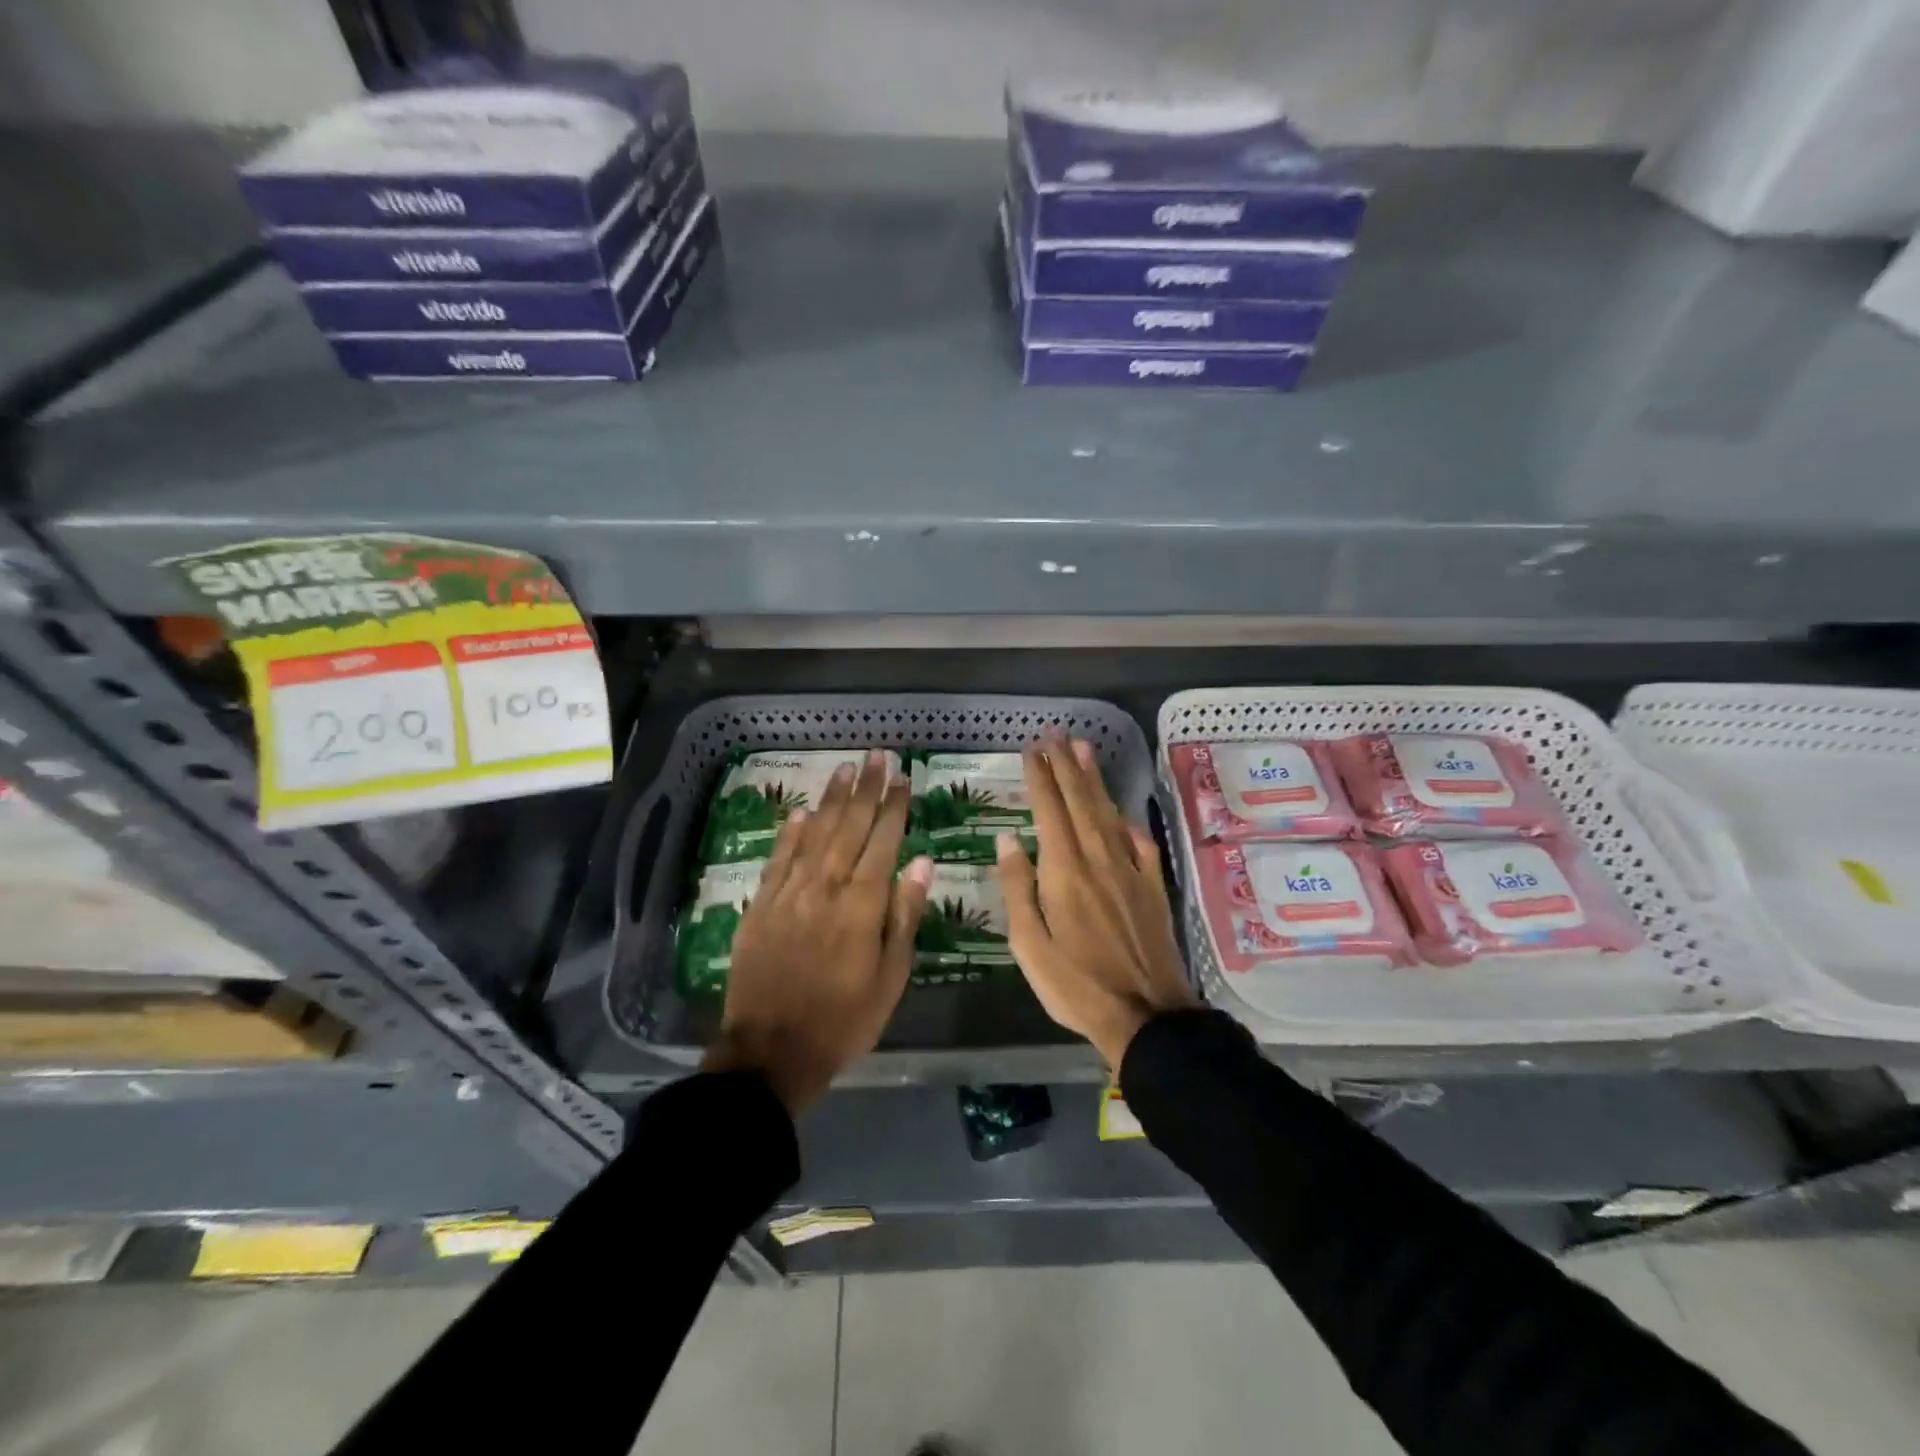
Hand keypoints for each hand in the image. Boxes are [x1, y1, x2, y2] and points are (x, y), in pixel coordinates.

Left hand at [702, 751, 931, 1114]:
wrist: (772, 1051)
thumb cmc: (844, 1019)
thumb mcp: (890, 977)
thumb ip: (904, 916)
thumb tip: (920, 863)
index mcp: (861, 905)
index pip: (882, 842)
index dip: (894, 807)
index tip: (903, 778)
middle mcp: (824, 888)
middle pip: (849, 828)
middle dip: (866, 789)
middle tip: (877, 756)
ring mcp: (789, 894)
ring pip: (814, 835)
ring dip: (831, 800)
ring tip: (845, 769)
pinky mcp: (762, 906)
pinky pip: (779, 860)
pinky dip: (791, 833)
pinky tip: (802, 812)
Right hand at [995, 738, 1195, 1069]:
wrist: (1147, 1015)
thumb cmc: (1075, 985)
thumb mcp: (1028, 944)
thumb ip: (1017, 888)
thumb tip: (1008, 840)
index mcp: (1064, 872)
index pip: (1049, 811)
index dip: (1040, 777)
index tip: (1032, 750)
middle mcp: (1098, 860)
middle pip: (1080, 803)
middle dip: (1066, 767)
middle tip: (1056, 736)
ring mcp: (1129, 872)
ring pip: (1108, 815)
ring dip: (1094, 781)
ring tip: (1083, 751)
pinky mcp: (1151, 888)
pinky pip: (1138, 844)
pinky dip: (1127, 822)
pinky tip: (1121, 814)